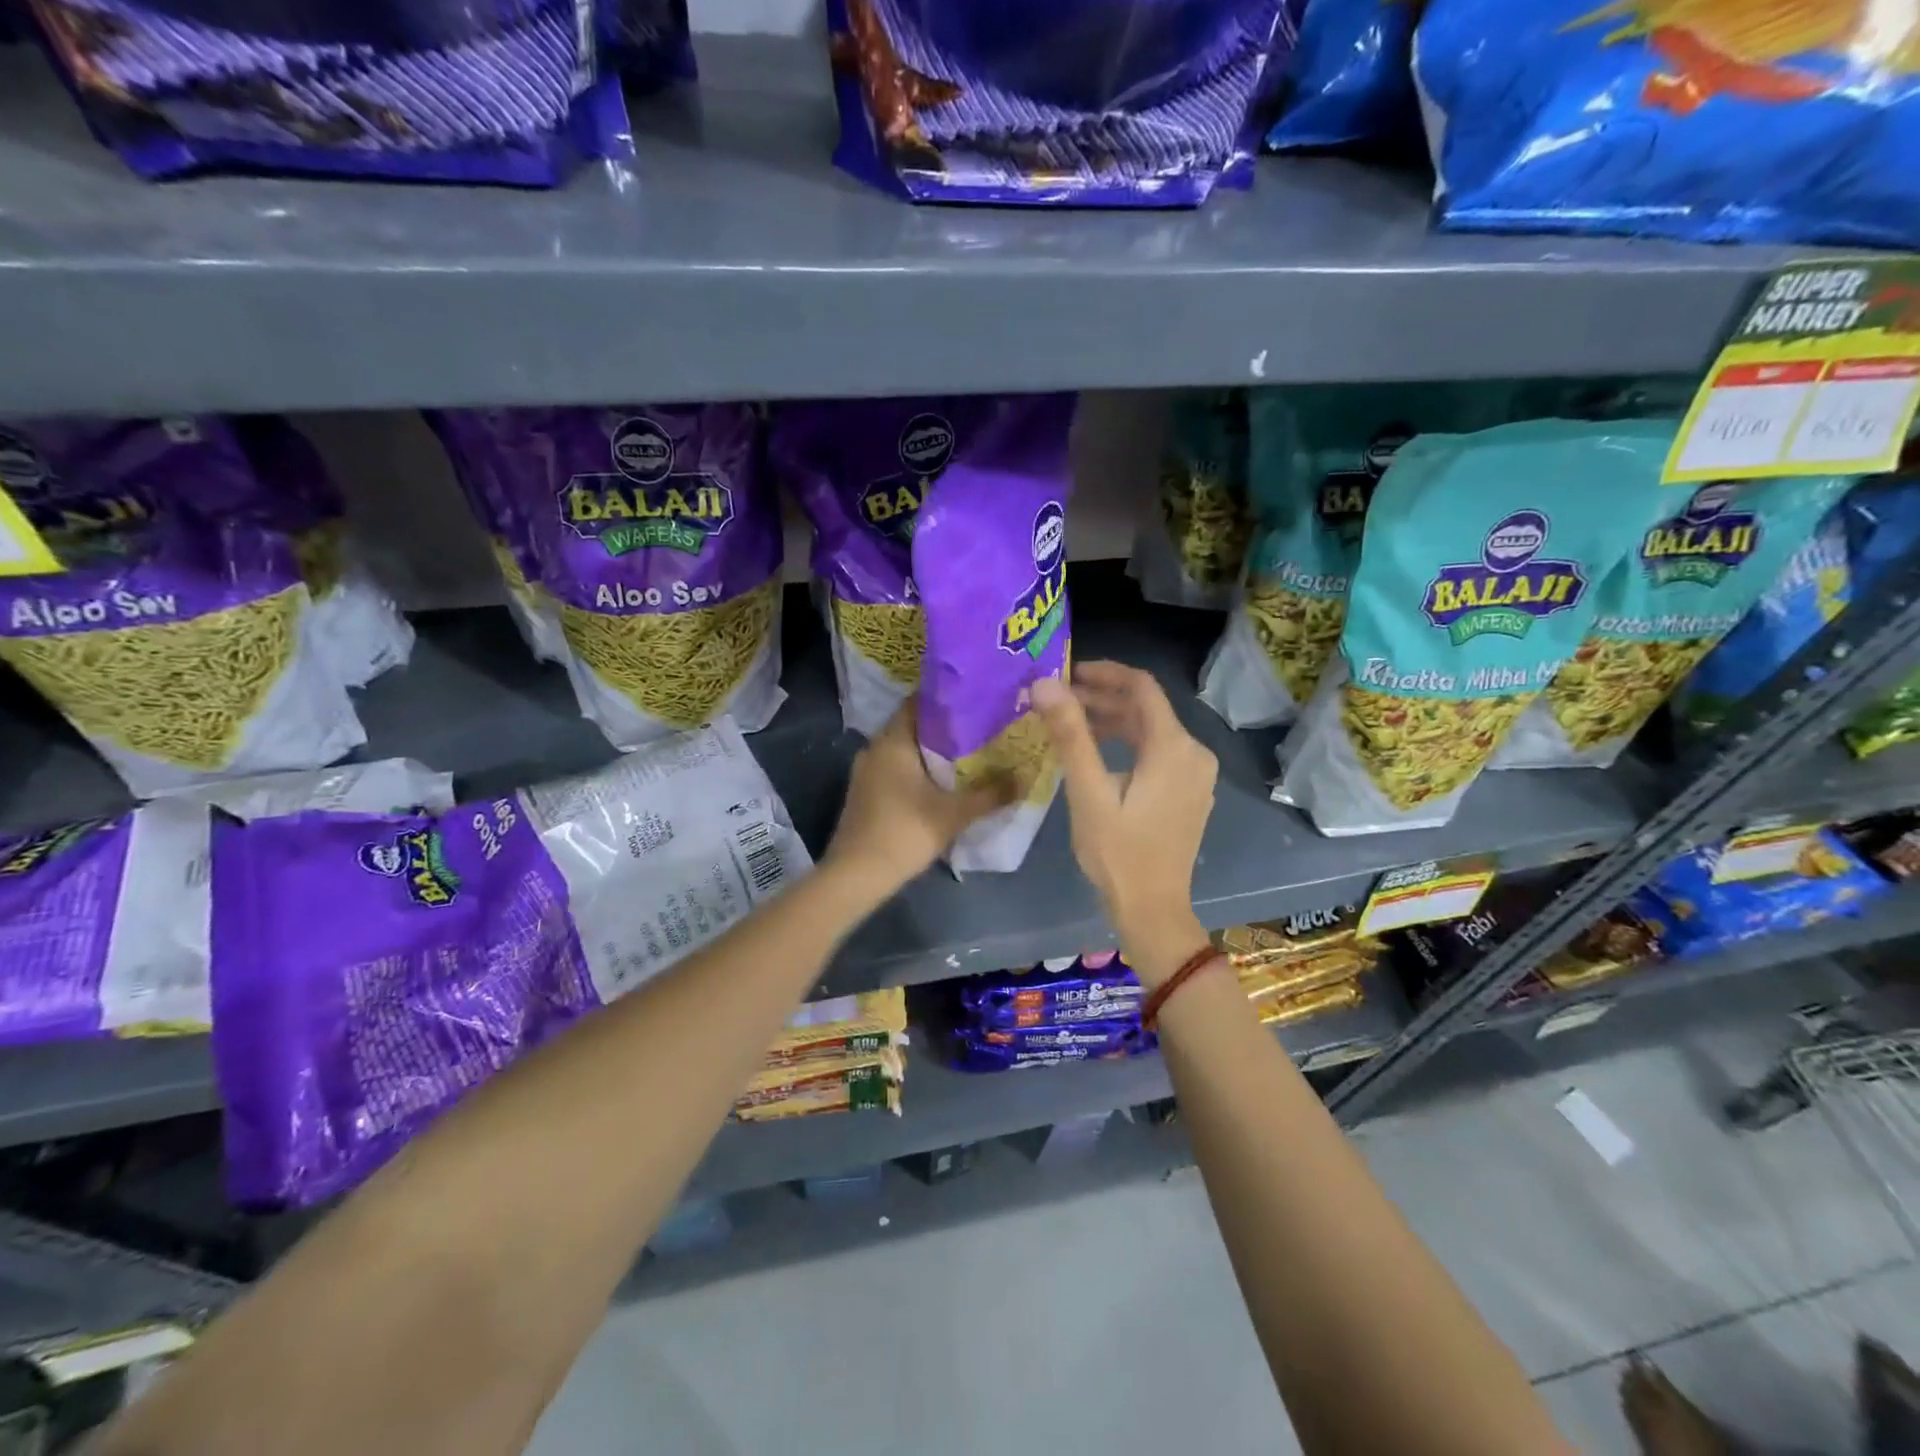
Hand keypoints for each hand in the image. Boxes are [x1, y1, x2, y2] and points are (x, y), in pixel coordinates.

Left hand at [824, 700, 1009, 892]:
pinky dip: (918, 771)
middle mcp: (875, 748)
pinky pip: (896, 770)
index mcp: (892, 741)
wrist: (856, 875)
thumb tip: (1024, 778)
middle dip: (945, 728)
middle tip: (980, 728)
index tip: (975, 700)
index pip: (918, 702)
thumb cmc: (905, 833)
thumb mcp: (954, 813)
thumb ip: (990, 794)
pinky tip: (940, 784)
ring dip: (932, 752)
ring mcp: (866, 772)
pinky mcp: (865, 793)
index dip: (946, 698)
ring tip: (967, 755)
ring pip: (904, 750)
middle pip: (913, 726)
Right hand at [1031, 663, 1216, 985]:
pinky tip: (1097, 753)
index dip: (1104, 672)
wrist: (1152, 909)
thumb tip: (1044, 684)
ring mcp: (1196, 774)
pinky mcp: (1190, 792)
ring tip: (1070, 723)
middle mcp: (1194, 753)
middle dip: (1103, 698)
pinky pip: (1159, 753)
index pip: (1142, 686)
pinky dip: (1127, 744)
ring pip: (1151, 731)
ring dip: (1113, 721)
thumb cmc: (1117, 852)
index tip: (1067, 672)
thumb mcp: (1088, 791)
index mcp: (1174, 747)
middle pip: (1147, 708)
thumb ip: (1070, 734)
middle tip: (1059, 699)